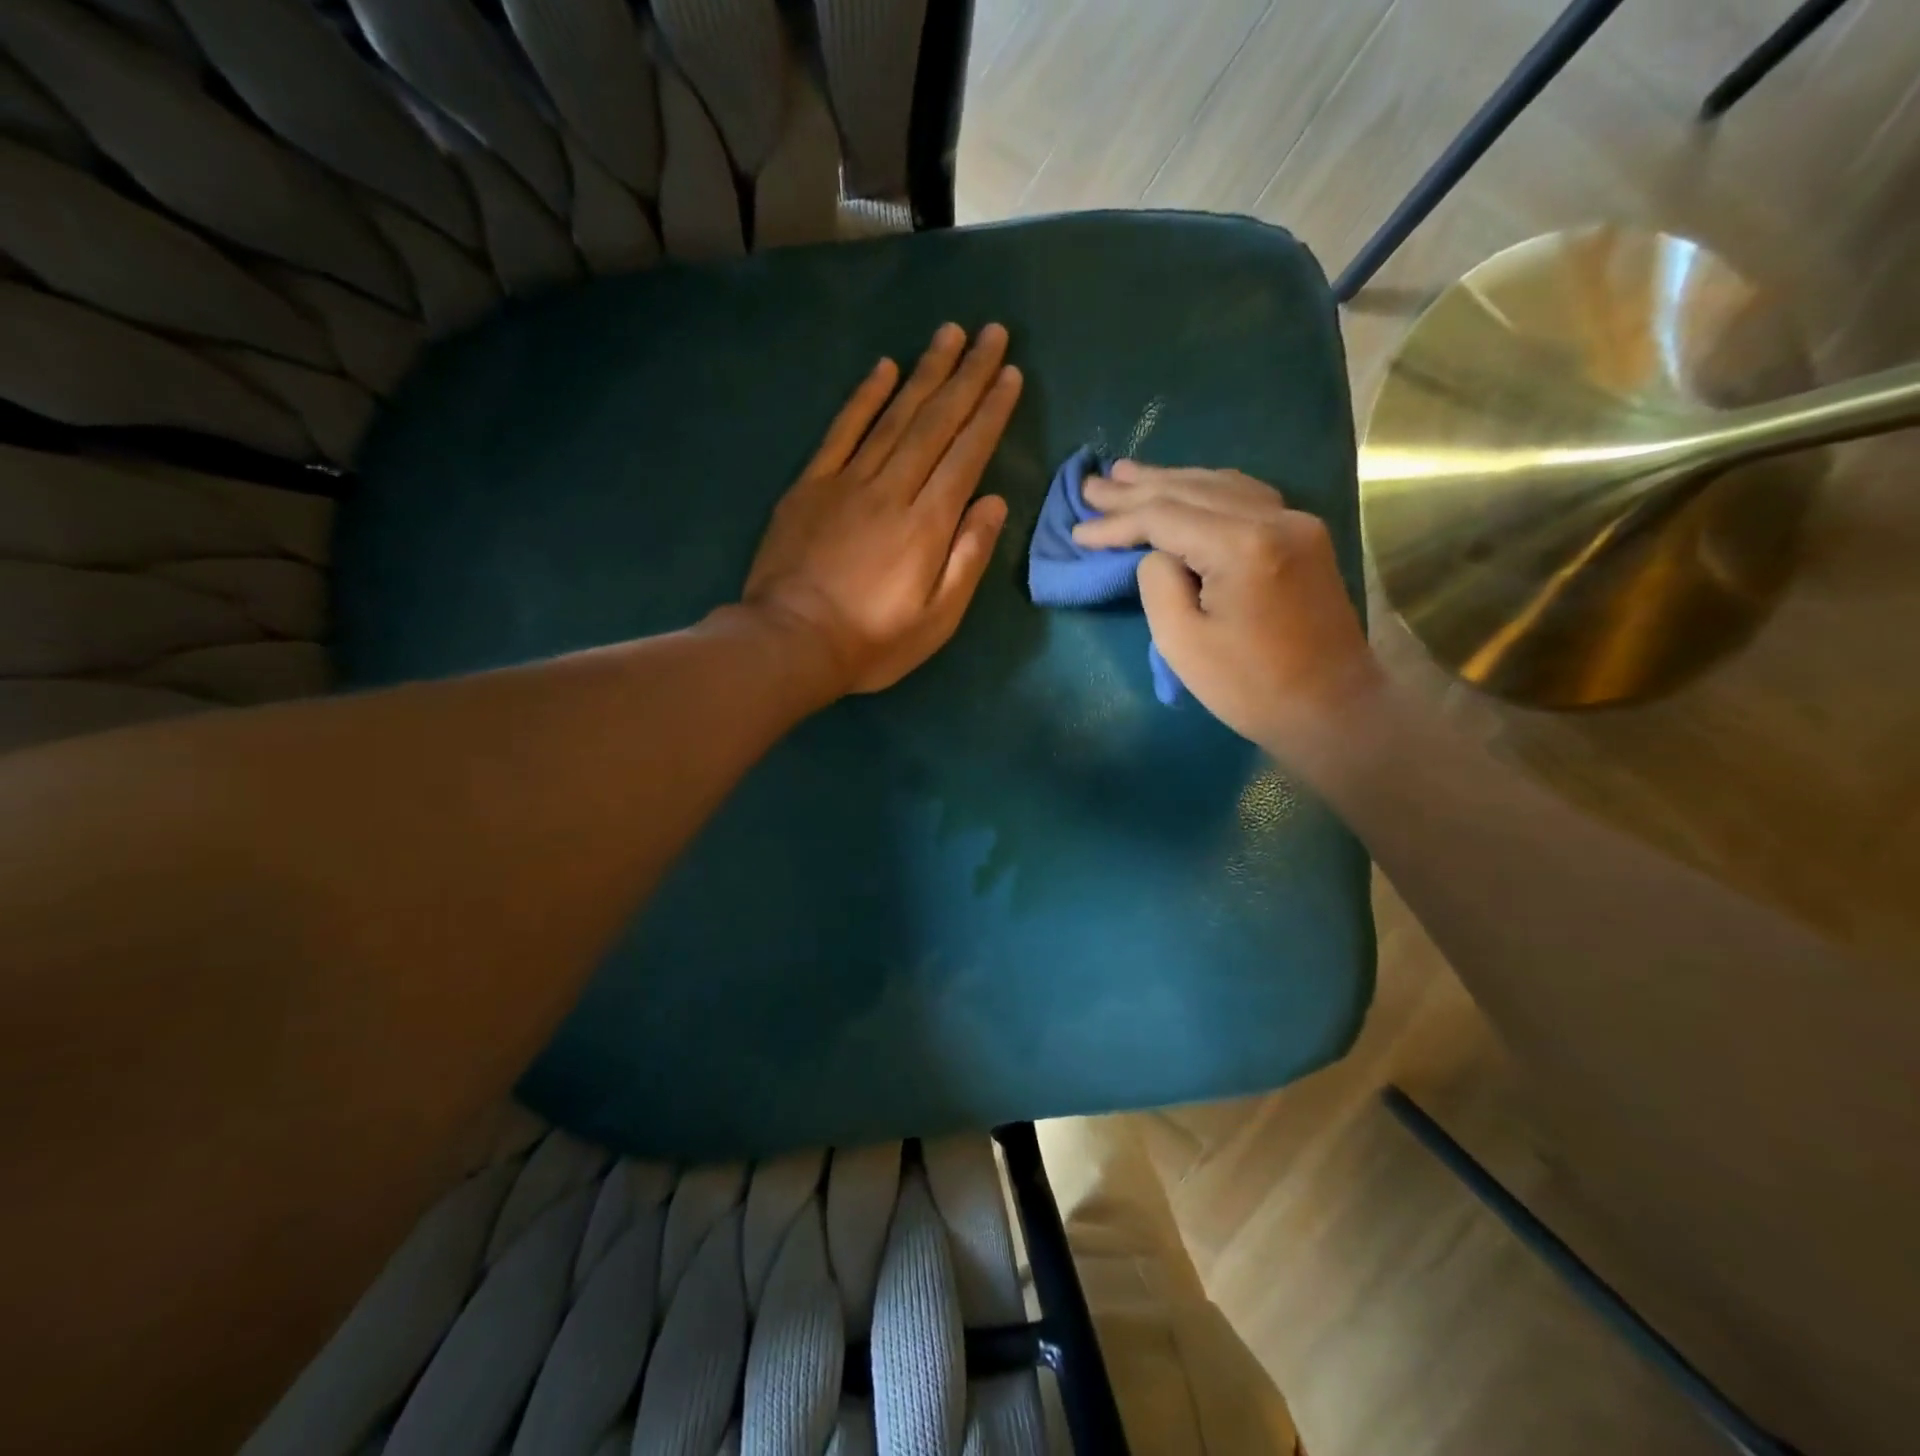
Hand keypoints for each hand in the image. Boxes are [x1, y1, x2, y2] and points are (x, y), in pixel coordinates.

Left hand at [742, 323, 1021, 695]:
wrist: (791, 642)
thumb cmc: (873, 641)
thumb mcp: (938, 618)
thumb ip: (968, 557)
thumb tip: (994, 502)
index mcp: (928, 523)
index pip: (967, 454)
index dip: (992, 412)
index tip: (1011, 375)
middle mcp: (892, 489)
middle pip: (936, 422)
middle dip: (968, 375)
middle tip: (992, 333)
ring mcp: (847, 482)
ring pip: (894, 415)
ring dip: (925, 372)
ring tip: (950, 334)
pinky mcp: (810, 486)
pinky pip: (841, 430)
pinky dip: (864, 397)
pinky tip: (884, 368)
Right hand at [1073, 463, 1381, 754]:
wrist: (1333, 708)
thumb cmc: (1250, 687)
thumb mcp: (1182, 643)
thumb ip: (1157, 583)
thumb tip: (1157, 553)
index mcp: (1243, 545)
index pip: (1165, 516)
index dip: (1117, 522)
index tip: (1078, 530)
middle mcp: (1274, 518)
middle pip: (1192, 490)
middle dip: (1137, 489)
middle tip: (1093, 484)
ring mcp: (1296, 522)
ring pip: (1220, 485)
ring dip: (1170, 481)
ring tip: (1127, 474)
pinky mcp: (1303, 536)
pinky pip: (1245, 497)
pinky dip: (1205, 490)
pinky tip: (1184, 487)